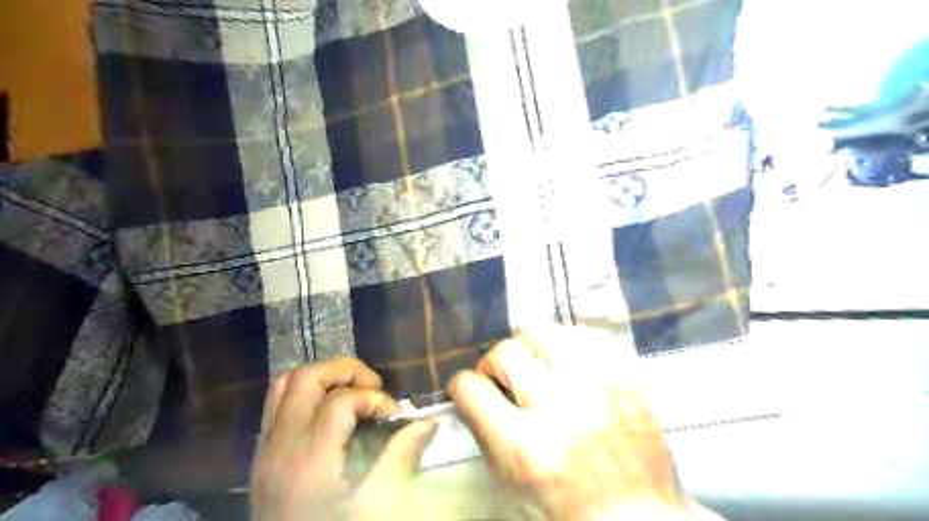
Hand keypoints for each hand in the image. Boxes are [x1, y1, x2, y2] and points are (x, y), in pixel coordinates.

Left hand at [246, 359, 435, 520]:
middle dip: (345, 371)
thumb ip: (400, 457)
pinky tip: (329, 412)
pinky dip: (305, 394)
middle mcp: (281, 444)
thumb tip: (427, 423)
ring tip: (352, 391)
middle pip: (306, 378)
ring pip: (284, 384)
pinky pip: (276, 404)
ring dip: (322, 377)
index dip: (374, 399)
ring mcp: (265, 448)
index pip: (340, 401)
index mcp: (310, 458)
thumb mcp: (374, 507)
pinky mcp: (261, 455)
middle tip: (373, 387)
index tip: (395, 415)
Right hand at [449, 325, 724, 520]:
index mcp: (526, 448)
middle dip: (494, 363)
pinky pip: (587, 338)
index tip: (467, 388)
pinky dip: (568, 345)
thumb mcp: (512, 485)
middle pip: (507, 353)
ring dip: (530, 346)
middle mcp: (562, 410)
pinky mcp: (628, 379)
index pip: (472, 389)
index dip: (462, 386)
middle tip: (502, 378)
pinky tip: (566, 362)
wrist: (639, 520)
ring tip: (534, 362)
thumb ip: (485, 433)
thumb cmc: (567, 511)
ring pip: (547, 333)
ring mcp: (600, 389)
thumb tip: (471, 393)